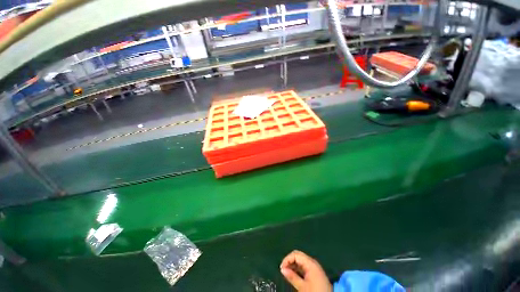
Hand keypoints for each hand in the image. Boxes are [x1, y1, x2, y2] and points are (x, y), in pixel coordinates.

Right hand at [280, 250, 331, 291]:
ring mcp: (314, 266)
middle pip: (298, 255)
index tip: (281, 268)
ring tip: (287, 273)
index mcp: (310, 263)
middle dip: (289, 260)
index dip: (287, 259)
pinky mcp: (315, 272)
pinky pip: (304, 266)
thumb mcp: (302, 287)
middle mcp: (312, 262)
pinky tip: (293, 274)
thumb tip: (282, 269)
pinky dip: (297, 268)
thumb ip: (292, 277)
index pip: (295, 254)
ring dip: (293, 264)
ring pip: (301, 260)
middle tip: (283, 269)